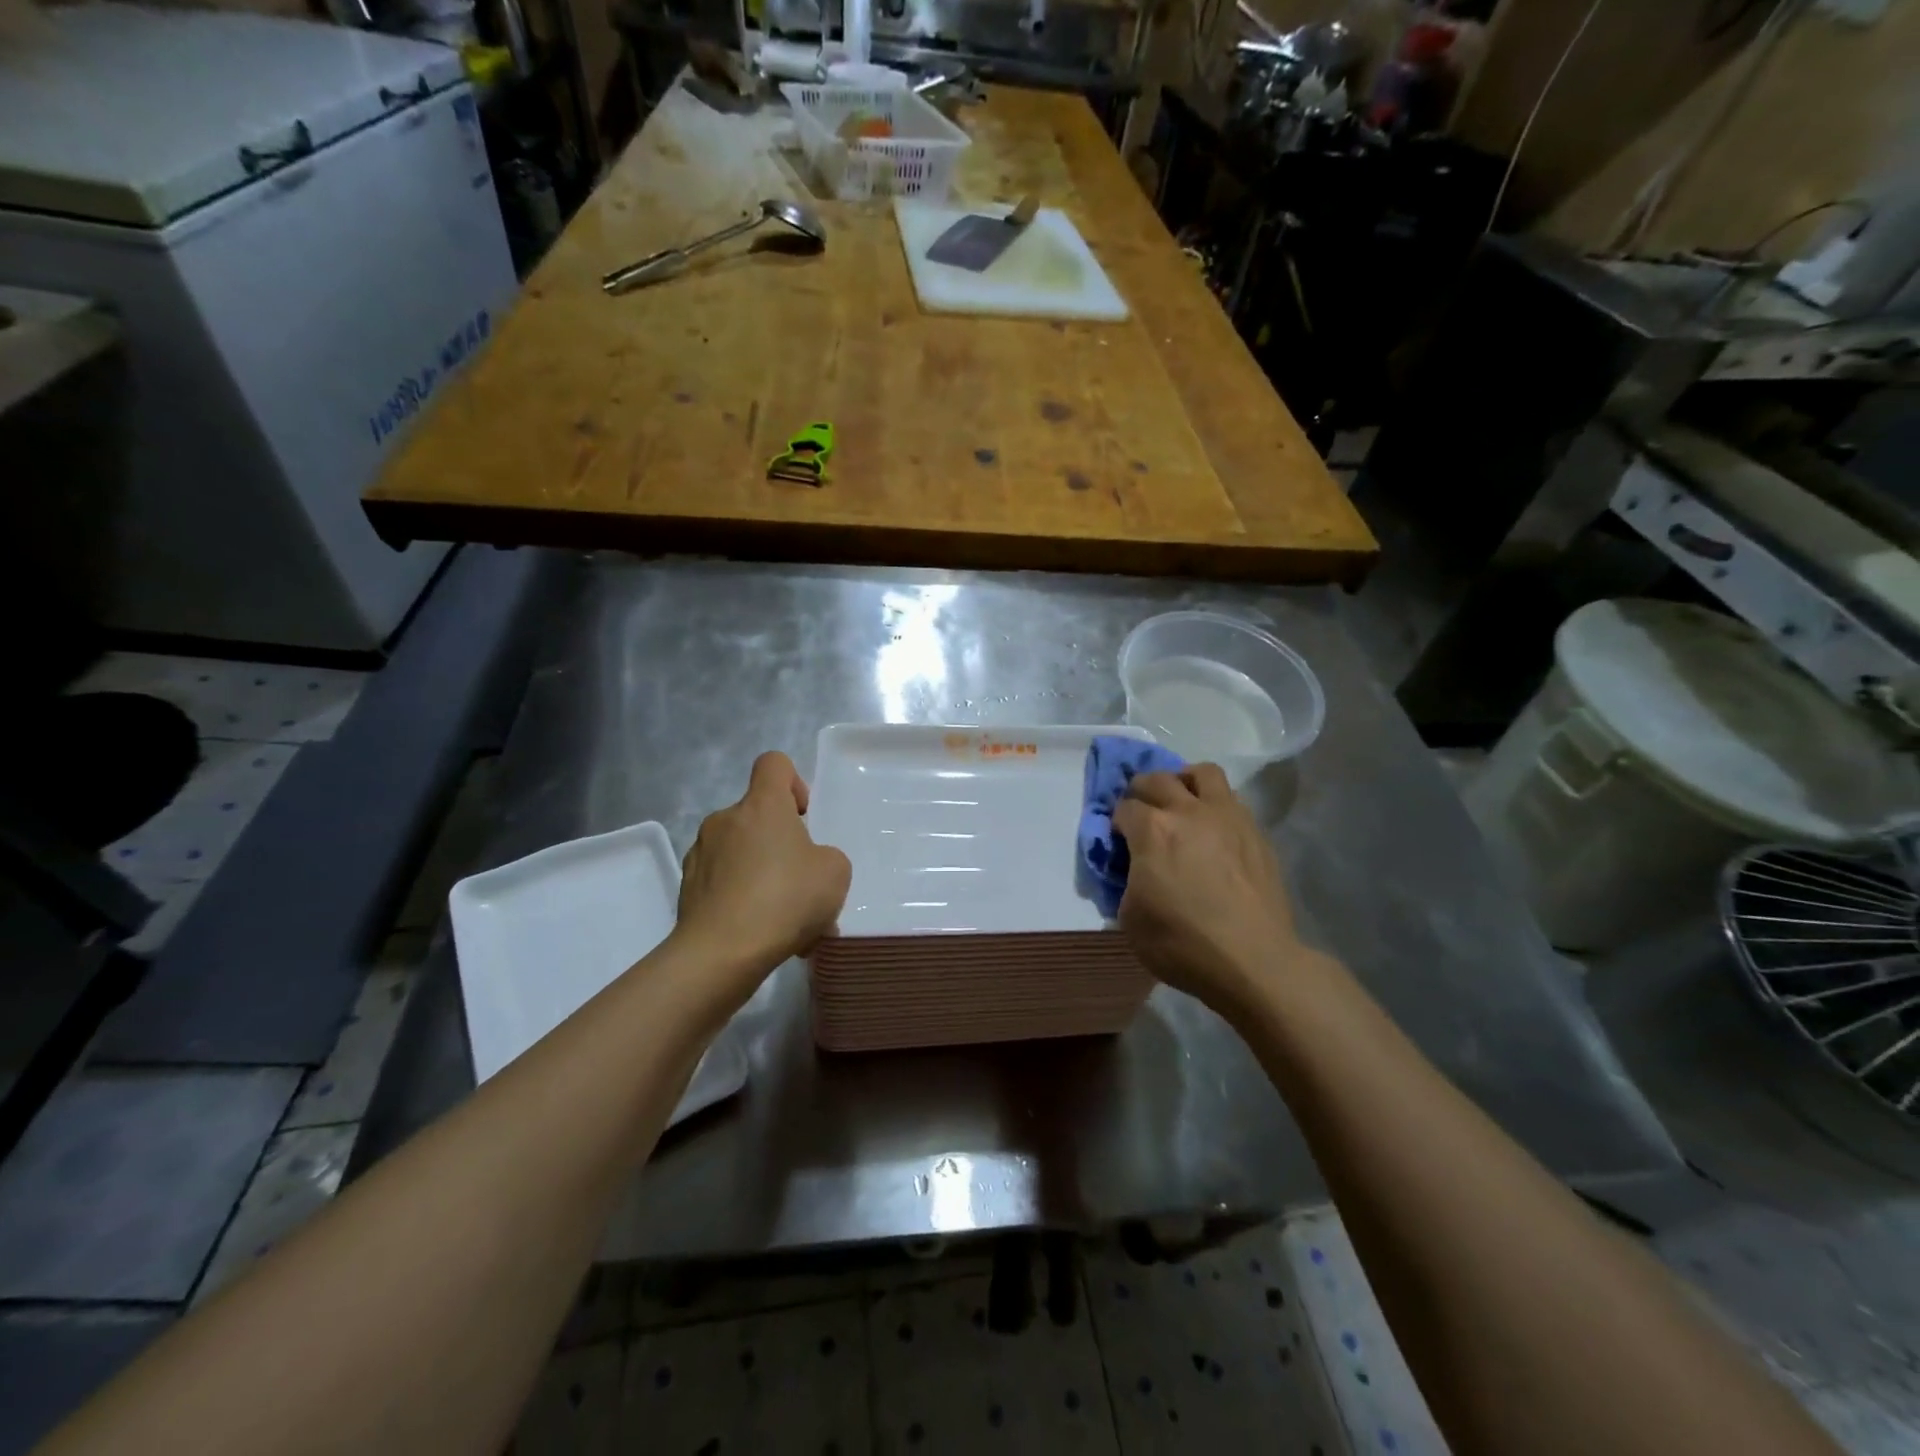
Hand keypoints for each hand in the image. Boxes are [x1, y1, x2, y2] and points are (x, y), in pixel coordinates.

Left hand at [672, 752, 851, 994]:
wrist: (721, 953)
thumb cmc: (785, 899)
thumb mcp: (835, 873)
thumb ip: (825, 856)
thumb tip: (804, 863)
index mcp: (762, 805)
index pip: (773, 764)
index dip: (793, 782)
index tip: (803, 816)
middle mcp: (725, 820)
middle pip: (756, 814)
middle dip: (778, 841)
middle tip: (800, 881)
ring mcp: (700, 853)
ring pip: (739, 851)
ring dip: (759, 872)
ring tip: (781, 917)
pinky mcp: (687, 888)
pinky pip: (721, 883)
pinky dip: (740, 898)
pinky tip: (758, 932)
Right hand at [1113, 764, 1308, 1015]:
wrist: (1255, 962)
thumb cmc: (1182, 944)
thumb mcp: (1130, 918)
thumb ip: (1127, 880)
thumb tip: (1134, 869)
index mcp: (1153, 830)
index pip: (1123, 808)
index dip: (1116, 823)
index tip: (1118, 841)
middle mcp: (1189, 811)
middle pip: (1157, 778)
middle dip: (1141, 790)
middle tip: (1142, 813)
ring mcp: (1228, 817)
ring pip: (1203, 772)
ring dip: (1184, 782)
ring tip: (1182, 804)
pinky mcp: (1256, 832)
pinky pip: (1231, 801)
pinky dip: (1215, 807)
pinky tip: (1213, 833)